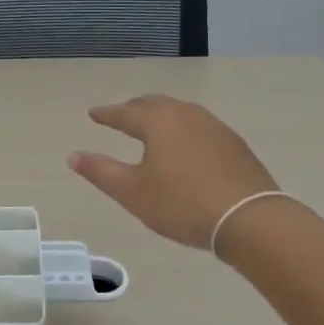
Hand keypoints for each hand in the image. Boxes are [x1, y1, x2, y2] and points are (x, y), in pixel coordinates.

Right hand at [69, 95, 280, 251]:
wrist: (250, 219)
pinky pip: (198, 128)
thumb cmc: (182, 204)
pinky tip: (183, 147)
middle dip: (134, 109)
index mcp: (158, 121)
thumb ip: (101, 171)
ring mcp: (214, 127)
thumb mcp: (132, 192)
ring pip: (179, 114)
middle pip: (154, 105)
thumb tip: (74, 155)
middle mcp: (186, 114)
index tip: (92, 113)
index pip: (125, 112)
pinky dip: (182, 131)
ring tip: (150, 129)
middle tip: (120, 116)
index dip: (106, 114)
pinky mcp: (234, 144)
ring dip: (160, 118)